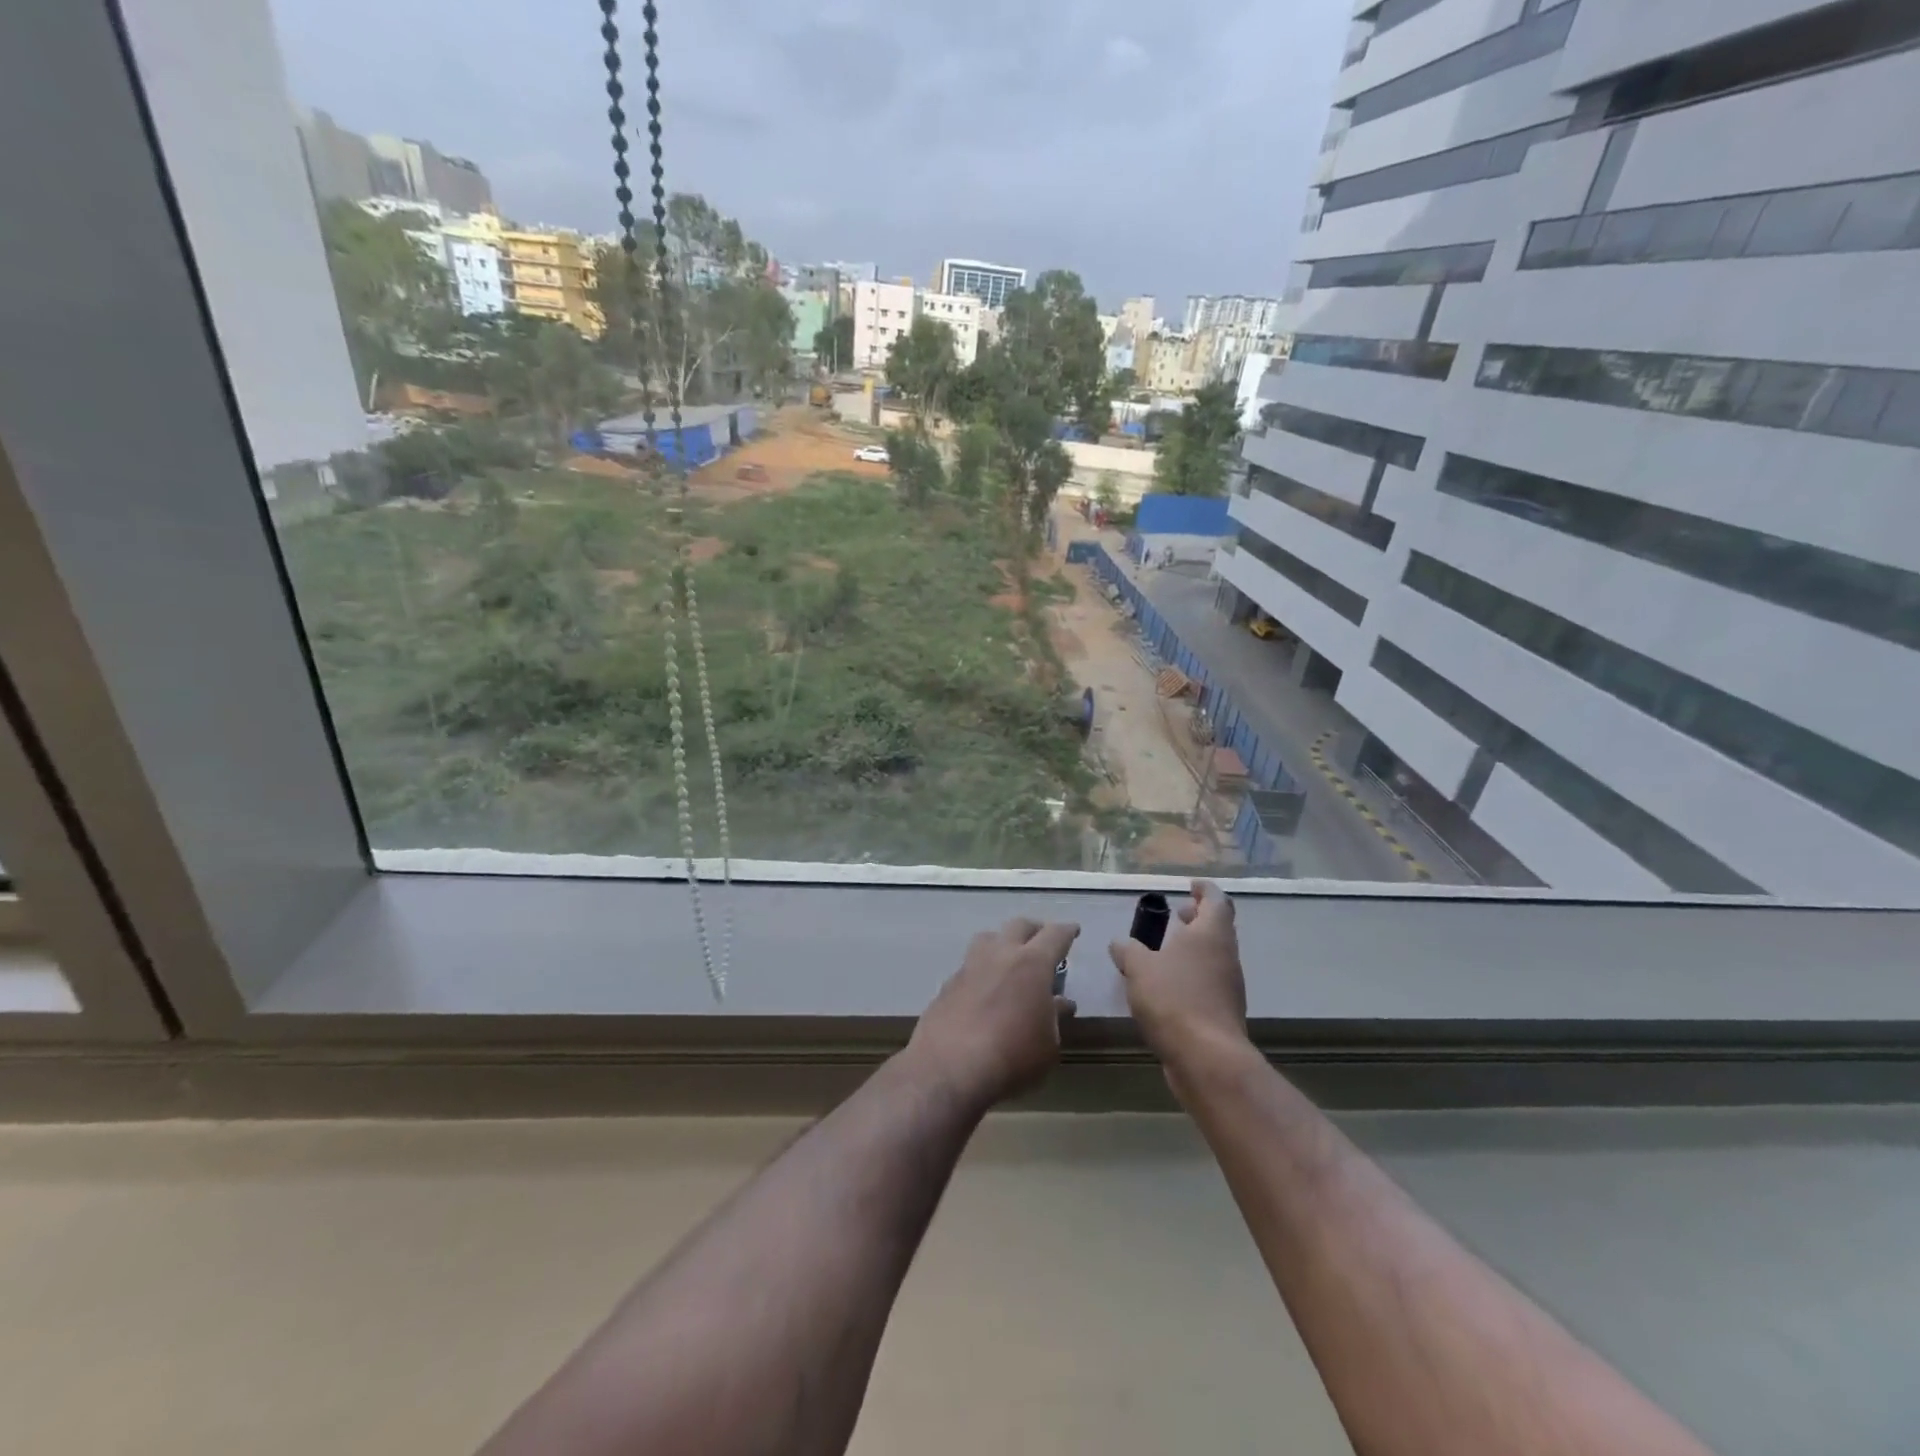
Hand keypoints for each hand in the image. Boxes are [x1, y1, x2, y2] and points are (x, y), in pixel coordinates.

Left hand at [909, 918, 1078, 1108]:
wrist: (949, 1068)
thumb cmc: (1012, 1056)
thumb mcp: (1047, 1045)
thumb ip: (1054, 1018)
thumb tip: (1060, 1003)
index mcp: (1032, 963)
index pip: (1054, 935)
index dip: (1066, 931)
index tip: (1073, 930)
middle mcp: (1000, 954)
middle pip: (1019, 926)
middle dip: (1035, 930)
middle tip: (1043, 942)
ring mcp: (969, 966)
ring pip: (988, 938)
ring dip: (1003, 942)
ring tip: (1009, 958)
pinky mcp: (947, 984)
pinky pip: (970, 966)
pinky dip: (982, 970)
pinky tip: (984, 989)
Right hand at [1109, 880, 1246, 1069]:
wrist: (1206, 1058)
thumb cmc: (1174, 999)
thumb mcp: (1139, 968)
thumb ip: (1128, 951)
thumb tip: (1119, 943)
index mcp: (1211, 934)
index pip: (1216, 900)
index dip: (1204, 890)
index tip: (1190, 885)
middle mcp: (1225, 955)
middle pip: (1218, 928)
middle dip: (1198, 918)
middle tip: (1178, 913)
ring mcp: (1228, 986)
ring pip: (1213, 956)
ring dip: (1193, 948)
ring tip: (1166, 948)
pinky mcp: (1223, 1012)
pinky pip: (1208, 981)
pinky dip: (1191, 973)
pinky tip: (1167, 984)